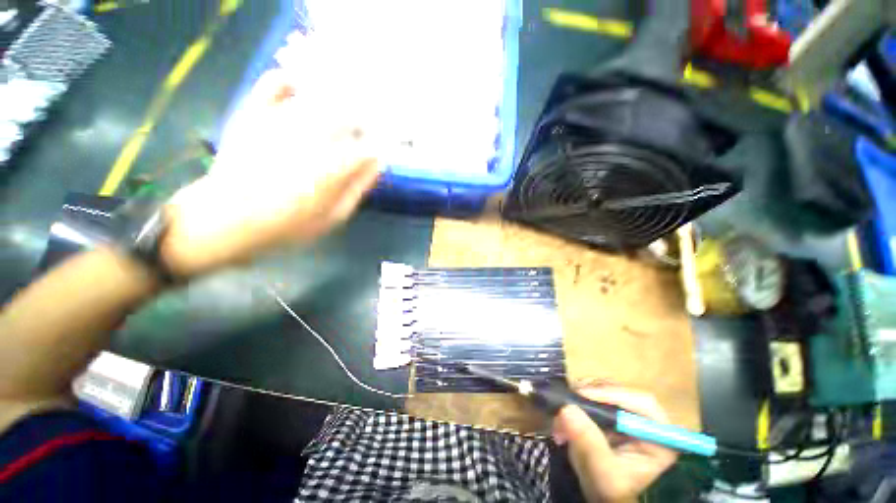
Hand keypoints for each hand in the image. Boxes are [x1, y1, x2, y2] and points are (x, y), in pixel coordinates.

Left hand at [161, 69, 380, 276]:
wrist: (225, 221)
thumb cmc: (287, 226)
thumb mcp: (334, 217)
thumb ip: (359, 187)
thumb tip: (379, 163)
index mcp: (334, 166)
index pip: (370, 147)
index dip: (380, 148)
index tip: (381, 153)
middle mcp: (312, 136)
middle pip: (350, 115)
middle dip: (362, 124)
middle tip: (361, 135)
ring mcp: (281, 120)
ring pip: (321, 98)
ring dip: (336, 104)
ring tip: (339, 115)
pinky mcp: (255, 114)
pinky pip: (275, 84)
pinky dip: (290, 82)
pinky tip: (299, 91)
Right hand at [552, 386, 677, 502]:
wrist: (598, 493)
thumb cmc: (608, 489)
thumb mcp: (601, 472)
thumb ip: (589, 443)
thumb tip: (568, 409)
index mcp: (659, 438)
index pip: (643, 404)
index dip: (613, 394)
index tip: (583, 394)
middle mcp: (645, 421)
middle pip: (620, 391)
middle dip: (591, 393)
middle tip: (567, 400)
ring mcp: (626, 413)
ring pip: (603, 387)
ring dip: (579, 395)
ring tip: (562, 409)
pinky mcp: (609, 410)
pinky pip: (591, 392)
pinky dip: (575, 397)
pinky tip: (564, 411)